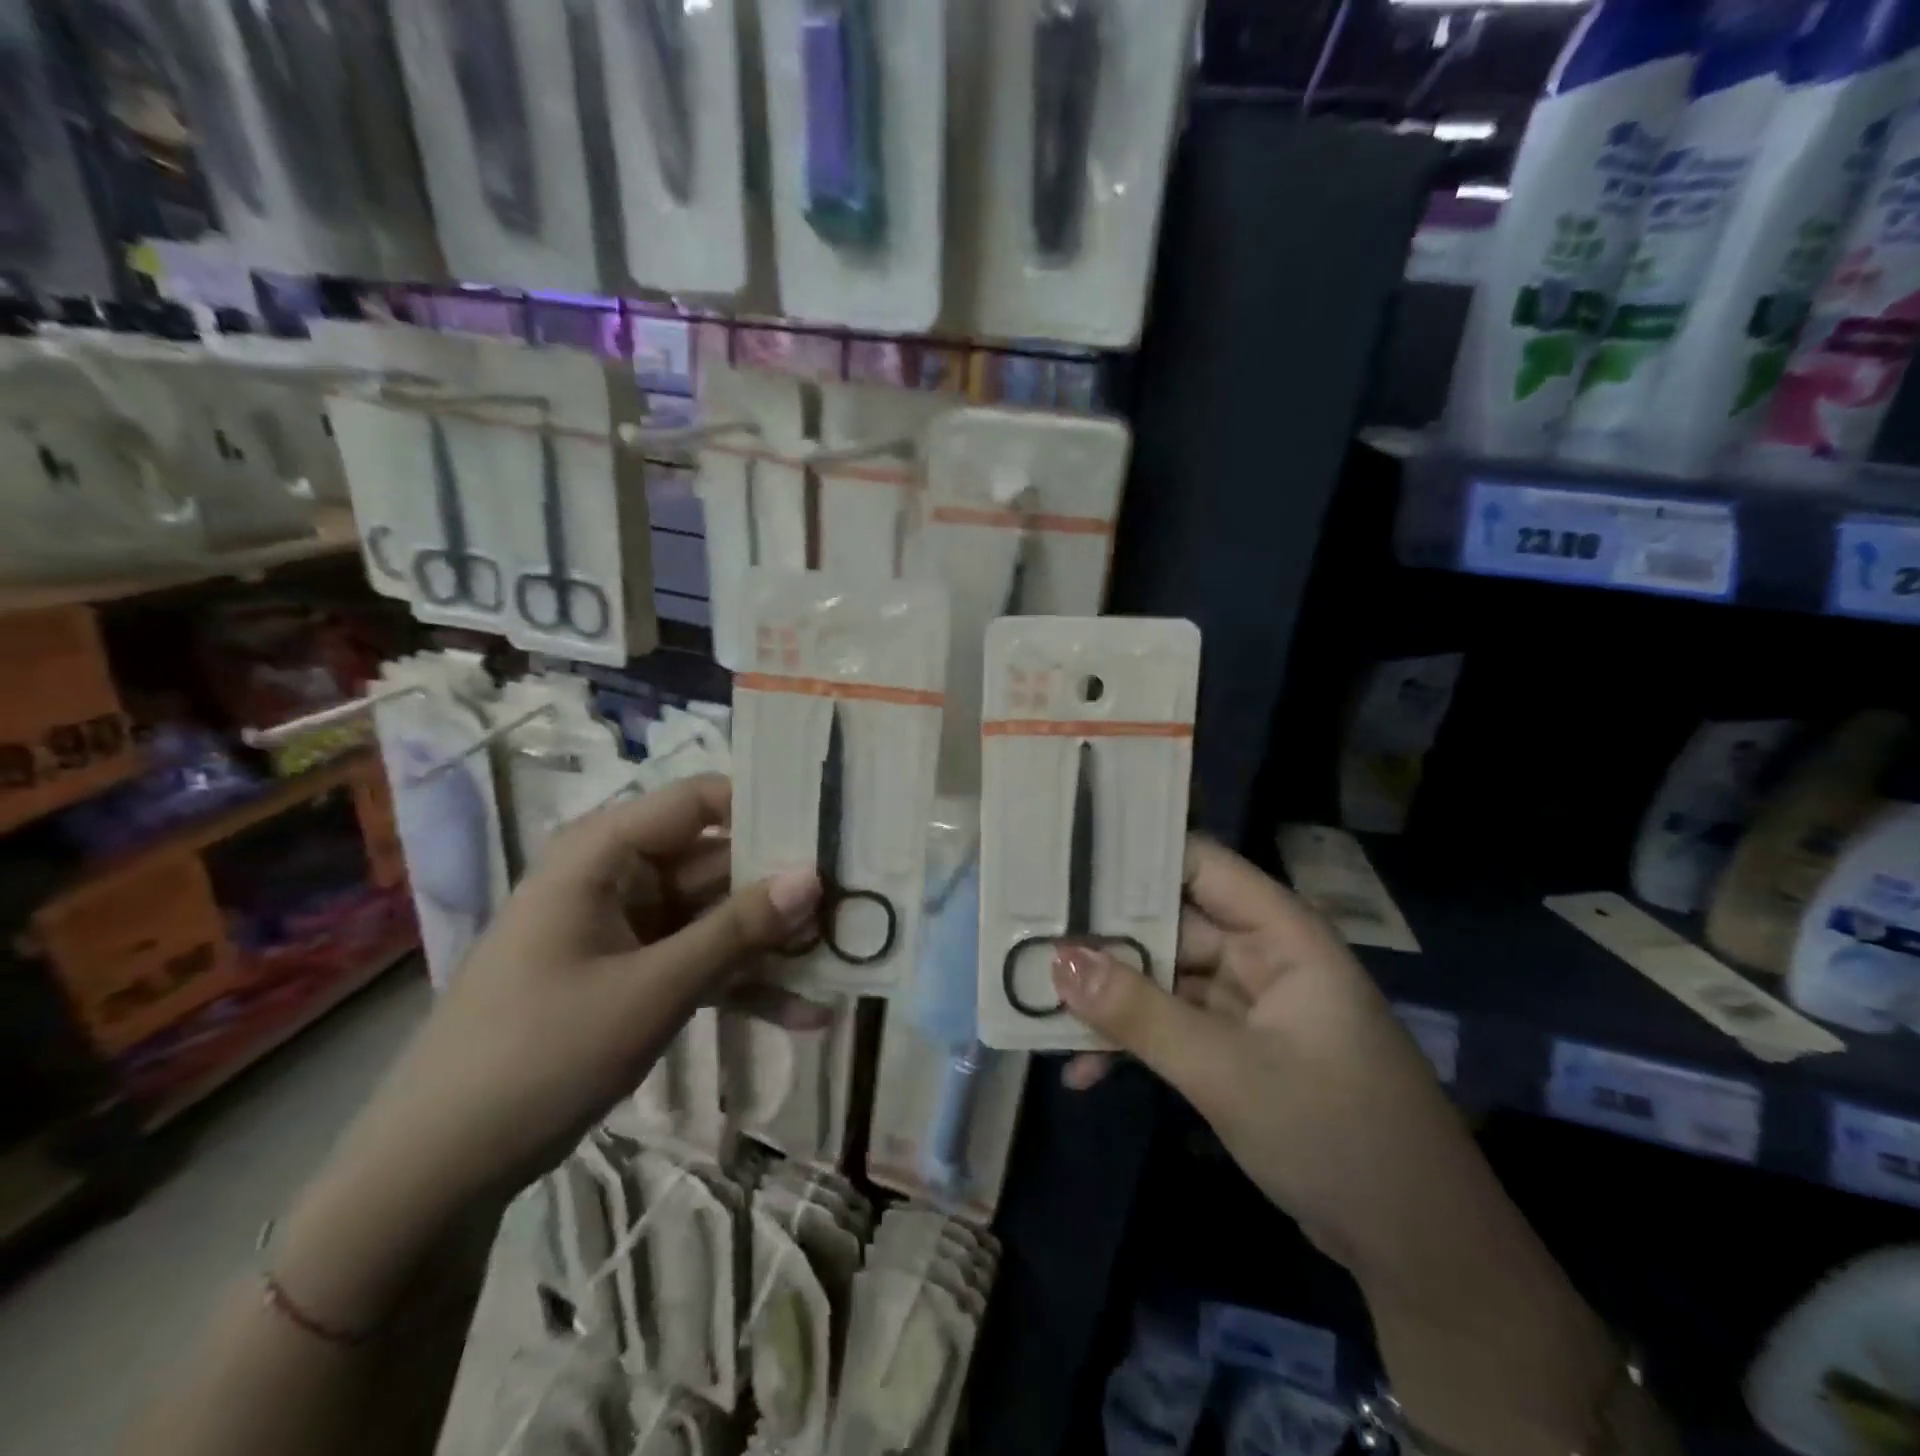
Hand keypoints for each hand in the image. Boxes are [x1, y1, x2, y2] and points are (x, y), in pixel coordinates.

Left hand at [272, 775, 819, 1328]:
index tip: (833, 830)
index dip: (767, 808)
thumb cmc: (538, 1054)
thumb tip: (814, 875)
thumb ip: (737, 929)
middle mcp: (619, 877)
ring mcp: (627, 928)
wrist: (438, 1169)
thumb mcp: (652, 989)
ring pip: (717, 917)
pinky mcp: (632, 975)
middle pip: (718, 862)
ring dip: (772, 944)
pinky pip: (700, 962)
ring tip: (844, 961)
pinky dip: (743, 983)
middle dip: (783, 890)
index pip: (701, 801)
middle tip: (858, 905)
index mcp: (605, 853)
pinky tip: (806, 1013)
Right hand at [1054, 837, 1481, 1288]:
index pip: (1199, 863)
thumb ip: (1140, 1014)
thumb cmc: (1336, 1133)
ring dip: (1111, 997)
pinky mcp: (1238, 1050)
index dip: (1135, 855)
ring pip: (1165, 980)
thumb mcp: (1227, 1071)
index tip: (1064, 860)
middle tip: (1028, 936)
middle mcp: (1262, 955)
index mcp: (1279, 933)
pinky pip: (1173, 1027)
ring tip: (1039, 1003)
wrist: (1419, 1251)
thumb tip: (1058, 960)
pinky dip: (1135, 1043)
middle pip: (1170, 924)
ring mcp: (1249, 1005)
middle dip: (1105, 937)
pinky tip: (1083, 1071)